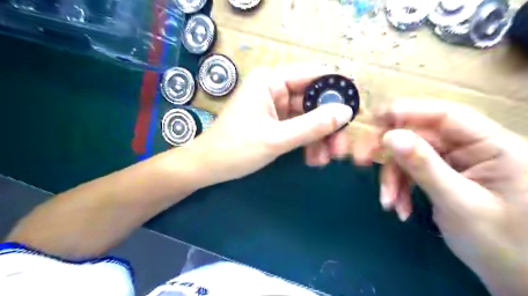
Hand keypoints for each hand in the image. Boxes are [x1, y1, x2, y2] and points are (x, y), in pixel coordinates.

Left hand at [192, 65, 353, 184]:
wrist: (209, 167)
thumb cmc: (236, 149)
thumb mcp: (276, 138)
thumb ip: (312, 125)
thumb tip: (346, 112)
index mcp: (271, 80)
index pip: (314, 75)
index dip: (337, 91)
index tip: (355, 112)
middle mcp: (275, 88)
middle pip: (314, 100)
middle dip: (329, 124)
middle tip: (340, 149)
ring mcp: (276, 106)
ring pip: (309, 116)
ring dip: (320, 137)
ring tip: (324, 160)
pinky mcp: (276, 121)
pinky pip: (300, 127)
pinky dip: (308, 142)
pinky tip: (313, 159)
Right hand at [352, 99, 527, 295]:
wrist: (511, 276)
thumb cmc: (501, 243)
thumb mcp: (458, 203)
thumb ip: (424, 167)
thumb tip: (389, 137)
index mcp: (492, 145)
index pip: (445, 115)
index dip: (407, 112)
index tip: (374, 120)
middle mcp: (472, 147)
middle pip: (419, 136)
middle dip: (390, 153)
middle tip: (361, 160)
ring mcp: (454, 161)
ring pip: (409, 157)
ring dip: (392, 178)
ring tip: (389, 203)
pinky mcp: (441, 174)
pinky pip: (410, 173)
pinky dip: (400, 188)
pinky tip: (399, 208)